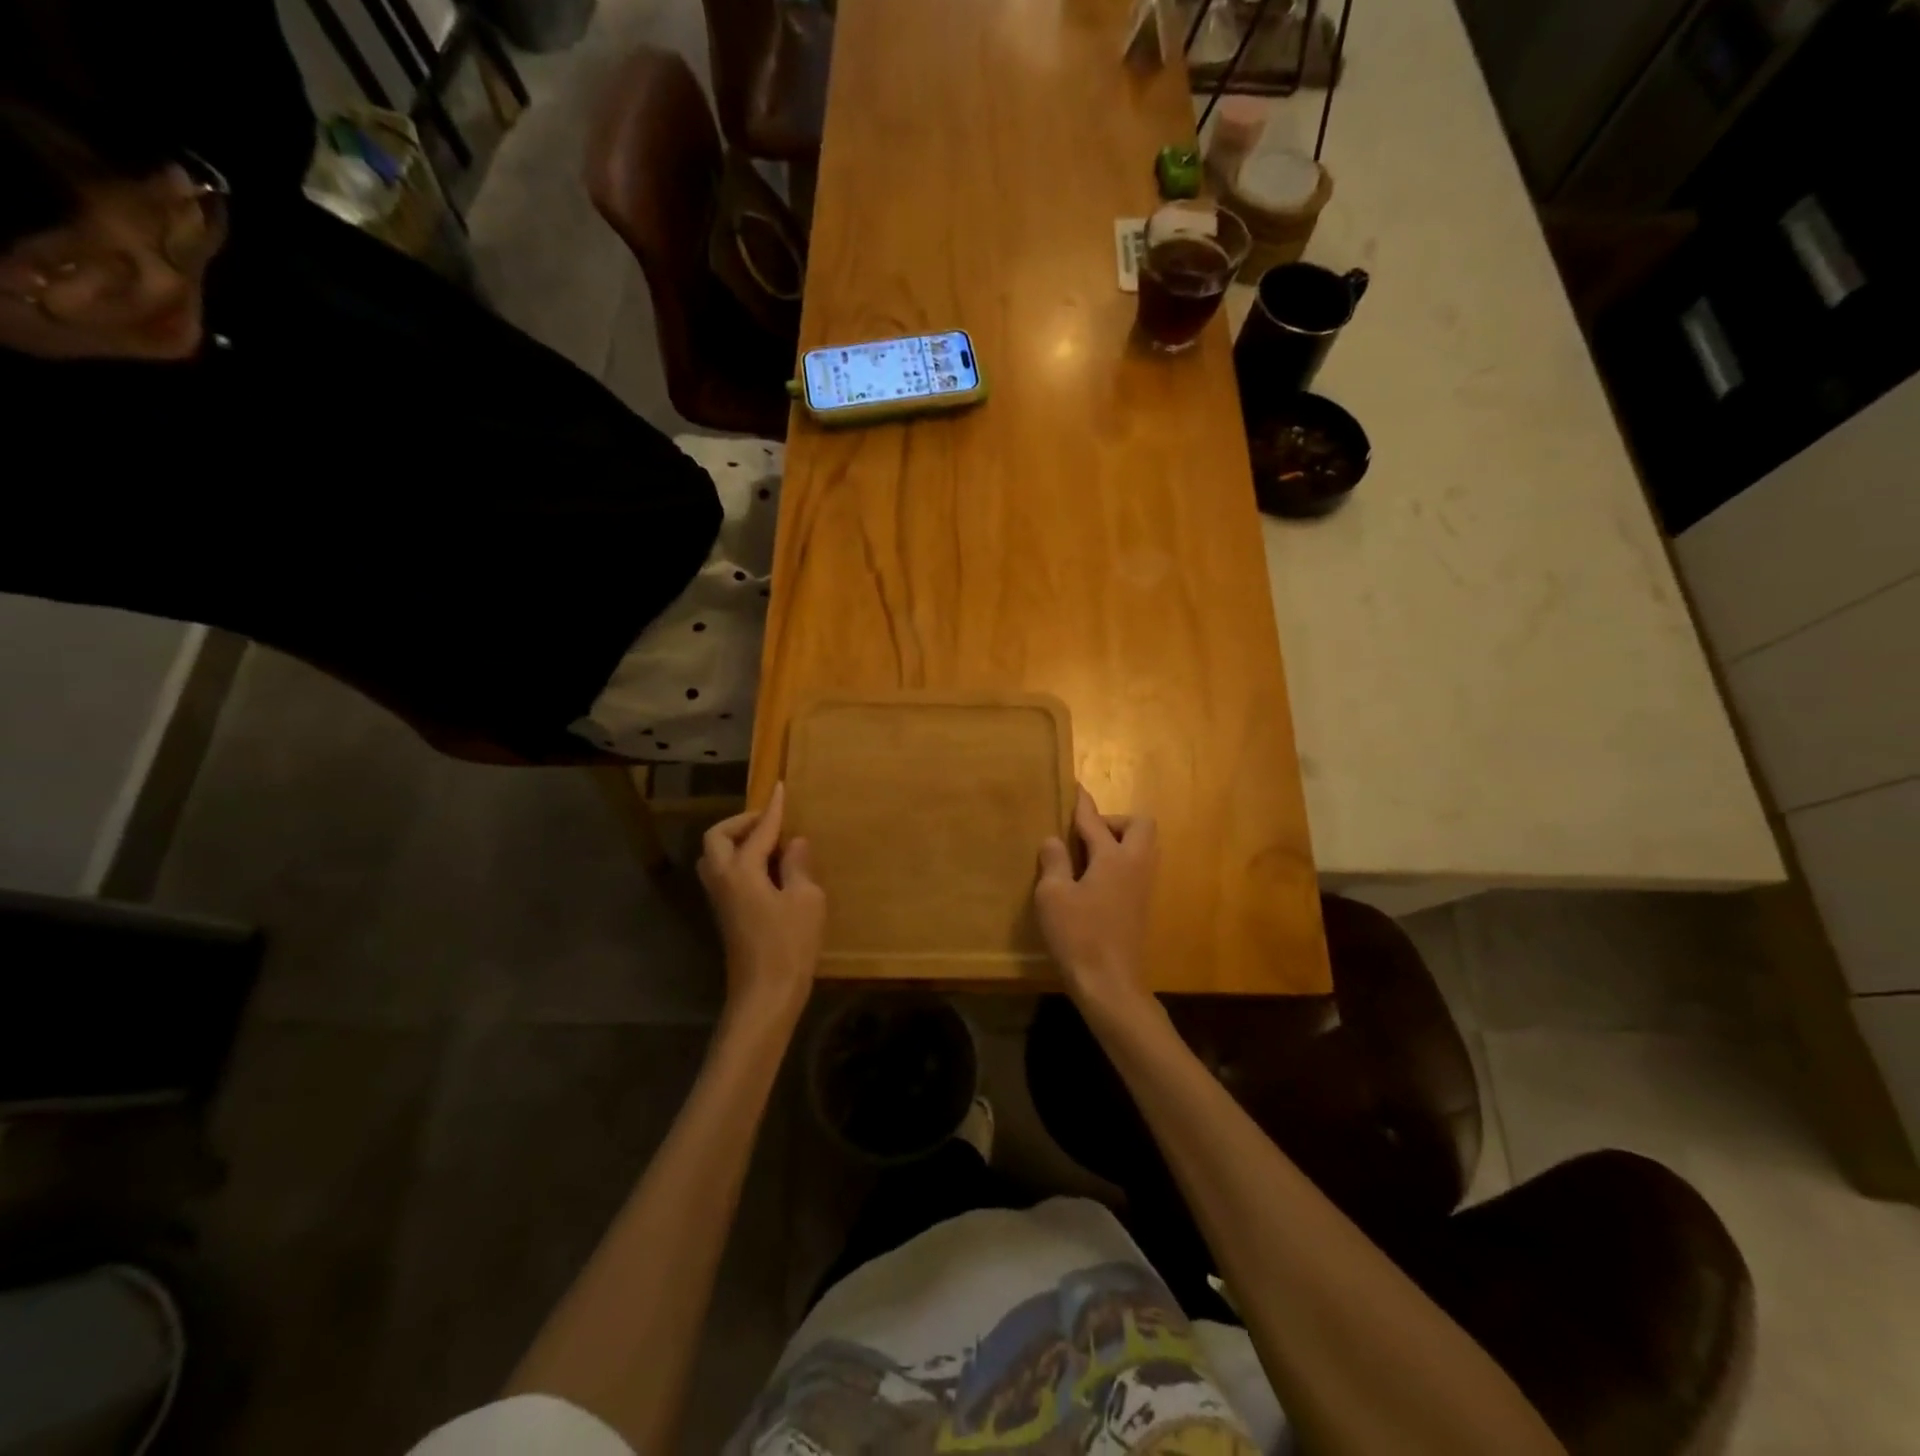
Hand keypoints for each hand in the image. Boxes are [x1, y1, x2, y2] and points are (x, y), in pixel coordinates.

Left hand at [698, 782, 824, 1019]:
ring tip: (769, 843)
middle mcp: (723, 880)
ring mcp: (721, 900)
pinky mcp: (727, 915)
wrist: (765, 995)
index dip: (773, 809)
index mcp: (742, 871)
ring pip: (716, 857)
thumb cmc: (789, 945)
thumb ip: (797, 866)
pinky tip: (768, 869)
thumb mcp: (805, 900)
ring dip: (737, 841)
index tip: (781, 788)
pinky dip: (740, 859)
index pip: (759, 831)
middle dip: (741, 823)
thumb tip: (793, 842)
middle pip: (718, 838)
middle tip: (770, 821)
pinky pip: (725, 873)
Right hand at [1036, 787, 1158, 1011]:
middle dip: (1114, 821)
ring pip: (1142, 847)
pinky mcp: (1142, 905)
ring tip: (1085, 858)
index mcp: (1113, 857)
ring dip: (1118, 843)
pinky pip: (1136, 868)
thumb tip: (1054, 841)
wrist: (1110, 983)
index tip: (1076, 788)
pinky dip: (1119, 863)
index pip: (1095, 820)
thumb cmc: (1078, 935)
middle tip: (1084, 837)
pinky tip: (1093, 882)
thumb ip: (1054, 862)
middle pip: (1139, 825)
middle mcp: (1136, 865)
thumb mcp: (1053, 895)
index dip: (1083, 804)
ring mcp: (1144, 886)